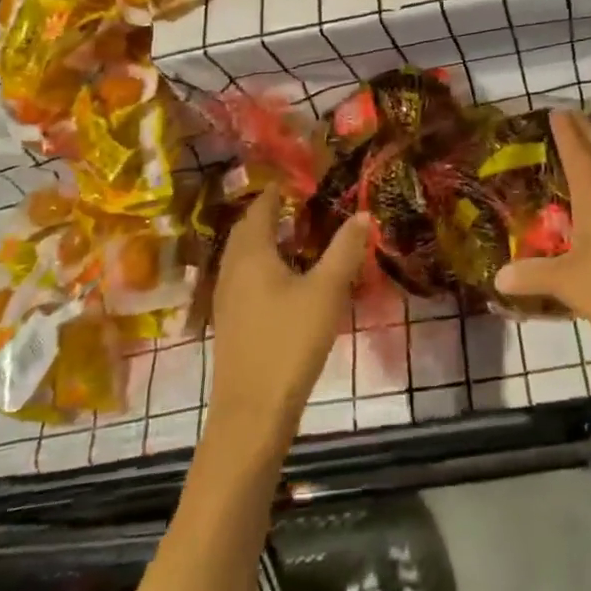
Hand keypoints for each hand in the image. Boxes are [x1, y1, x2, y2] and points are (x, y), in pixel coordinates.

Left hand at [207, 188, 370, 451]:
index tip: (302, 179)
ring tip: (298, 236)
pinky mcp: (230, 321)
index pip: (261, 207)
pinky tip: (286, 280)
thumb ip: (345, 249)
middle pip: (247, 229)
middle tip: (303, 204)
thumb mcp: (326, 291)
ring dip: (266, 240)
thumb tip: (363, 213)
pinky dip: (263, 265)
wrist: (252, 412)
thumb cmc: (289, 342)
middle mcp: (232, 268)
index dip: (279, 190)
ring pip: (244, 255)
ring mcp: (227, 297)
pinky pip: (244, 277)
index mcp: (251, 253)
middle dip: (271, 213)